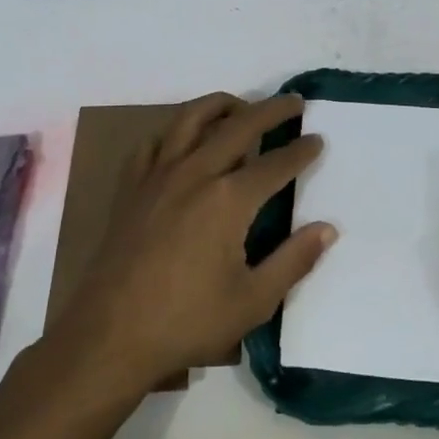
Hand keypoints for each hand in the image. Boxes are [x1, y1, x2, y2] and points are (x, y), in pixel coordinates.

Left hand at [54, 93, 335, 396]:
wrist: (110, 336)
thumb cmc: (187, 321)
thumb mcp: (253, 300)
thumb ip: (294, 260)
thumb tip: (327, 228)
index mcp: (228, 200)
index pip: (275, 163)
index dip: (301, 150)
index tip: (317, 139)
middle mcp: (194, 174)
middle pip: (238, 126)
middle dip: (271, 110)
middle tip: (293, 102)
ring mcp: (157, 176)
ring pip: (190, 120)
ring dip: (221, 105)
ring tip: (240, 106)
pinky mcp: (131, 188)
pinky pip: (153, 143)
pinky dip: (174, 131)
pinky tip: (183, 140)